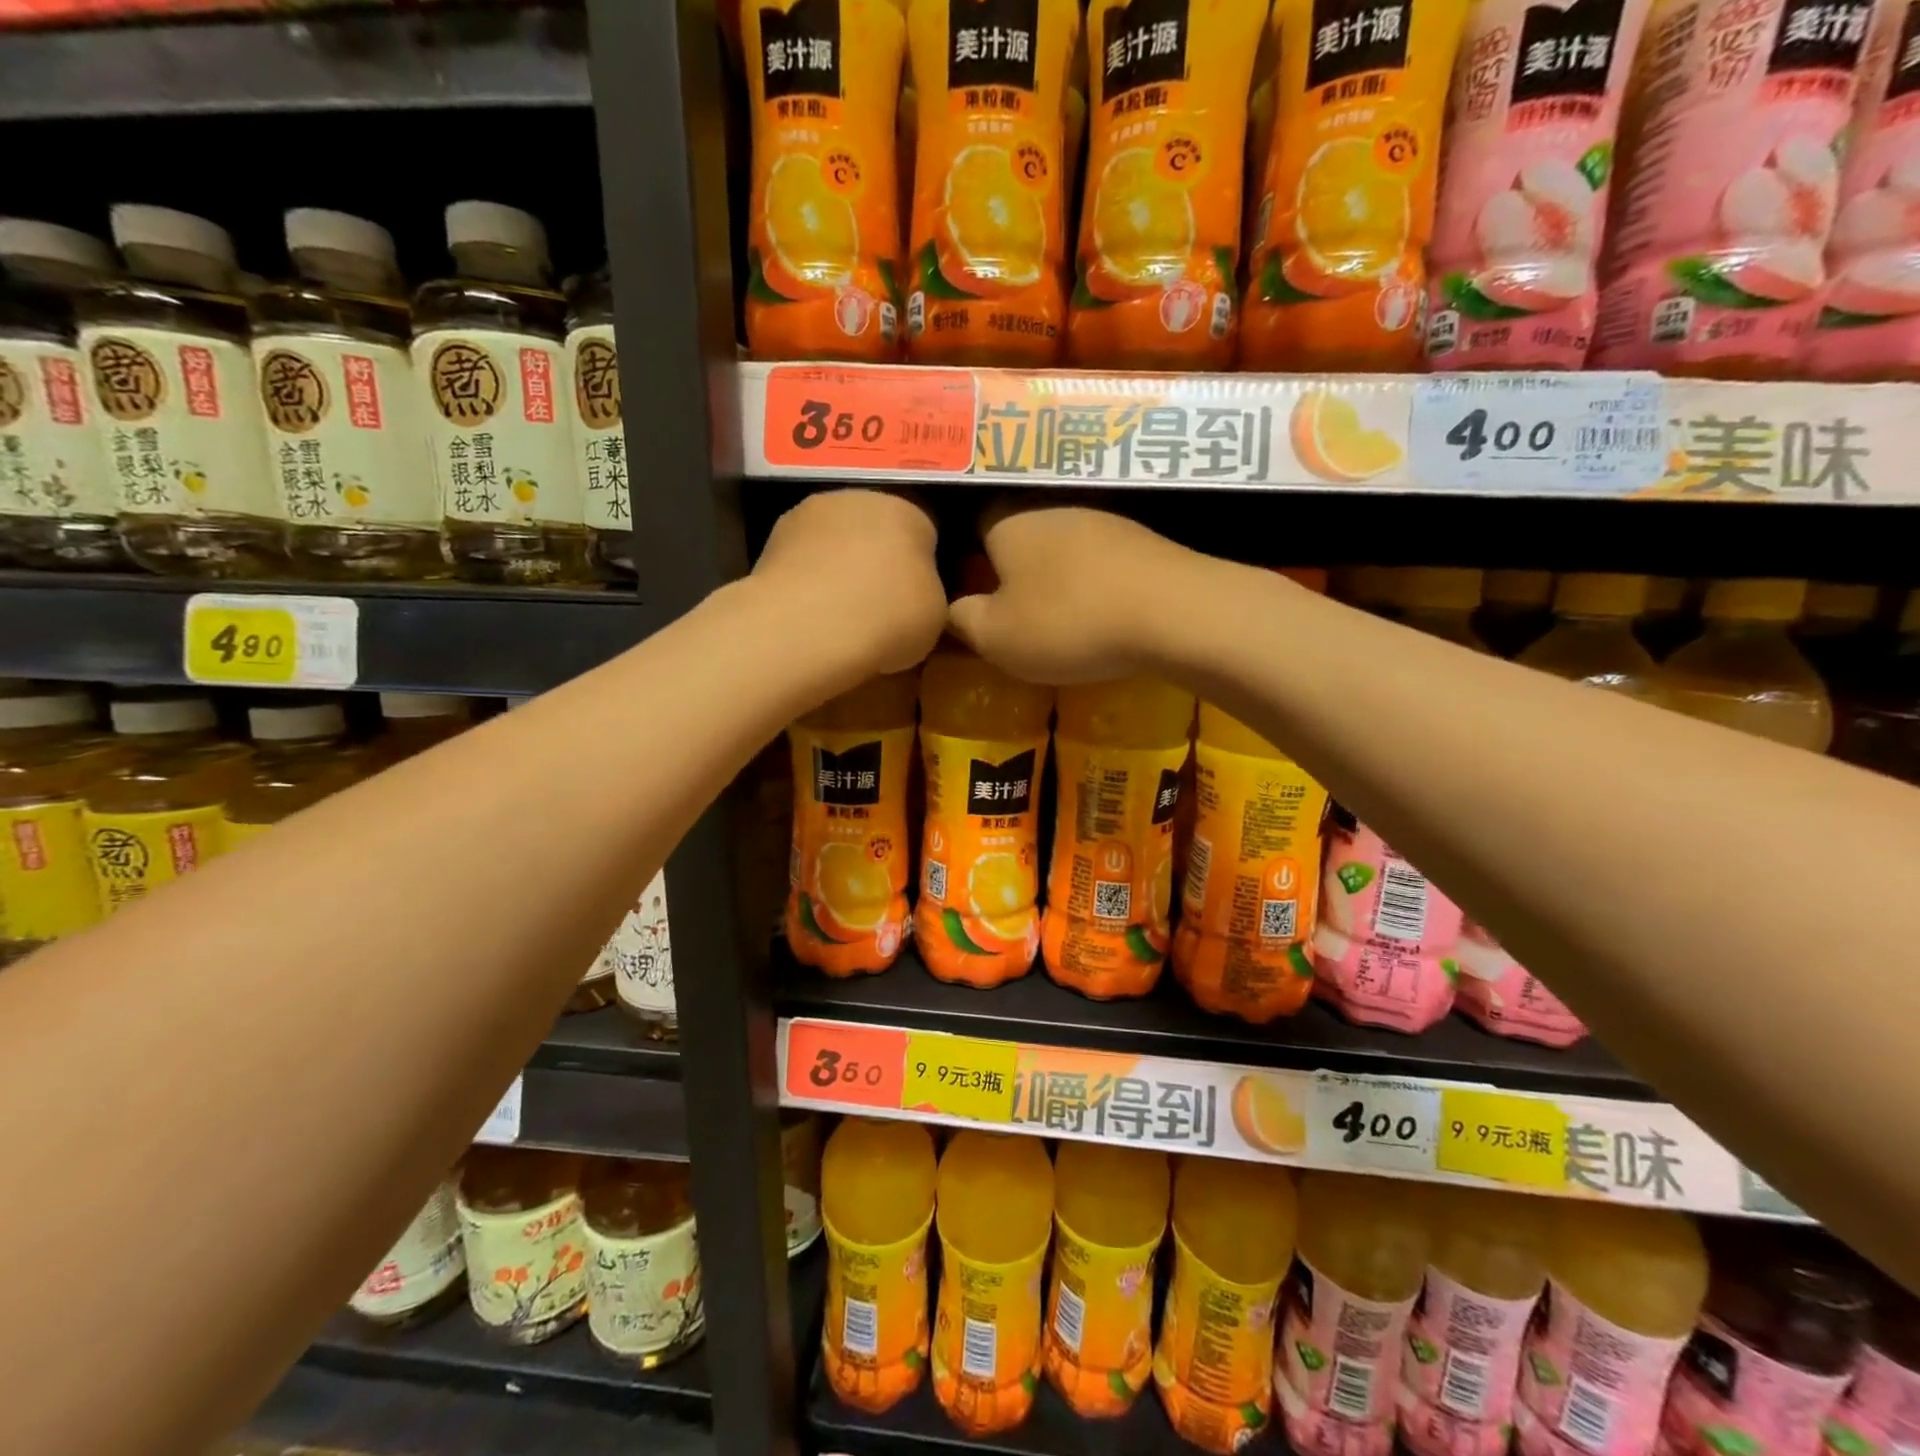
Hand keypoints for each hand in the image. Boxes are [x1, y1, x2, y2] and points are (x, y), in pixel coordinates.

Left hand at [751, 489, 945, 676]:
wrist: (805, 628)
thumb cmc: (887, 617)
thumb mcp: (935, 616)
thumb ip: (929, 594)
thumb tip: (913, 595)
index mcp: (907, 510)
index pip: (924, 535)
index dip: (923, 572)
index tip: (916, 606)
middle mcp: (855, 498)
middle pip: (875, 532)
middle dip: (877, 564)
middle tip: (881, 612)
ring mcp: (805, 516)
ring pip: (834, 545)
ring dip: (838, 572)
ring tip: (841, 619)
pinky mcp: (768, 544)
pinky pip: (802, 566)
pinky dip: (807, 585)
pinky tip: (810, 619)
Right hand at [949, 505, 1212, 684]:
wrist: (1172, 612)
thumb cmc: (1068, 622)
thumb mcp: (997, 637)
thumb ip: (964, 620)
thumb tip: (952, 608)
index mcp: (1008, 524)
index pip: (973, 525)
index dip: (968, 557)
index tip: (972, 592)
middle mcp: (1053, 509)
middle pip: (1021, 536)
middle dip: (1015, 570)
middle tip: (1015, 613)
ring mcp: (1103, 520)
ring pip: (1064, 547)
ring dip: (1058, 577)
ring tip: (1061, 618)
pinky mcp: (1143, 540)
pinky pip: (1102, 560)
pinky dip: (1096, 583)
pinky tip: (1103, 612)